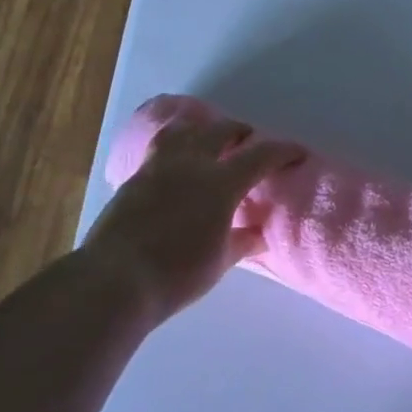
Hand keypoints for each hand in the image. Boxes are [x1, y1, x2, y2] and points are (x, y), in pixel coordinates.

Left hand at [79, 116, 303, 319]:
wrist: (114, 282)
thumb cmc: (177, 275)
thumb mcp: (220, 262)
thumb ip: (242, 242)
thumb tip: (259, 235)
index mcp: (220, 183)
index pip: (260, 156)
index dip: (283, 151)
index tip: (298, 153)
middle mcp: (190, 164)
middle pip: (220, 131)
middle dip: (240, 132)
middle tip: (249, 142)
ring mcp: (157, 168)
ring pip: (183, 131)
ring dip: (202, 130)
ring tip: (208, 141)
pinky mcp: (133, 179)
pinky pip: (159, 149)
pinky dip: (175, 147)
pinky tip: (177, 165)